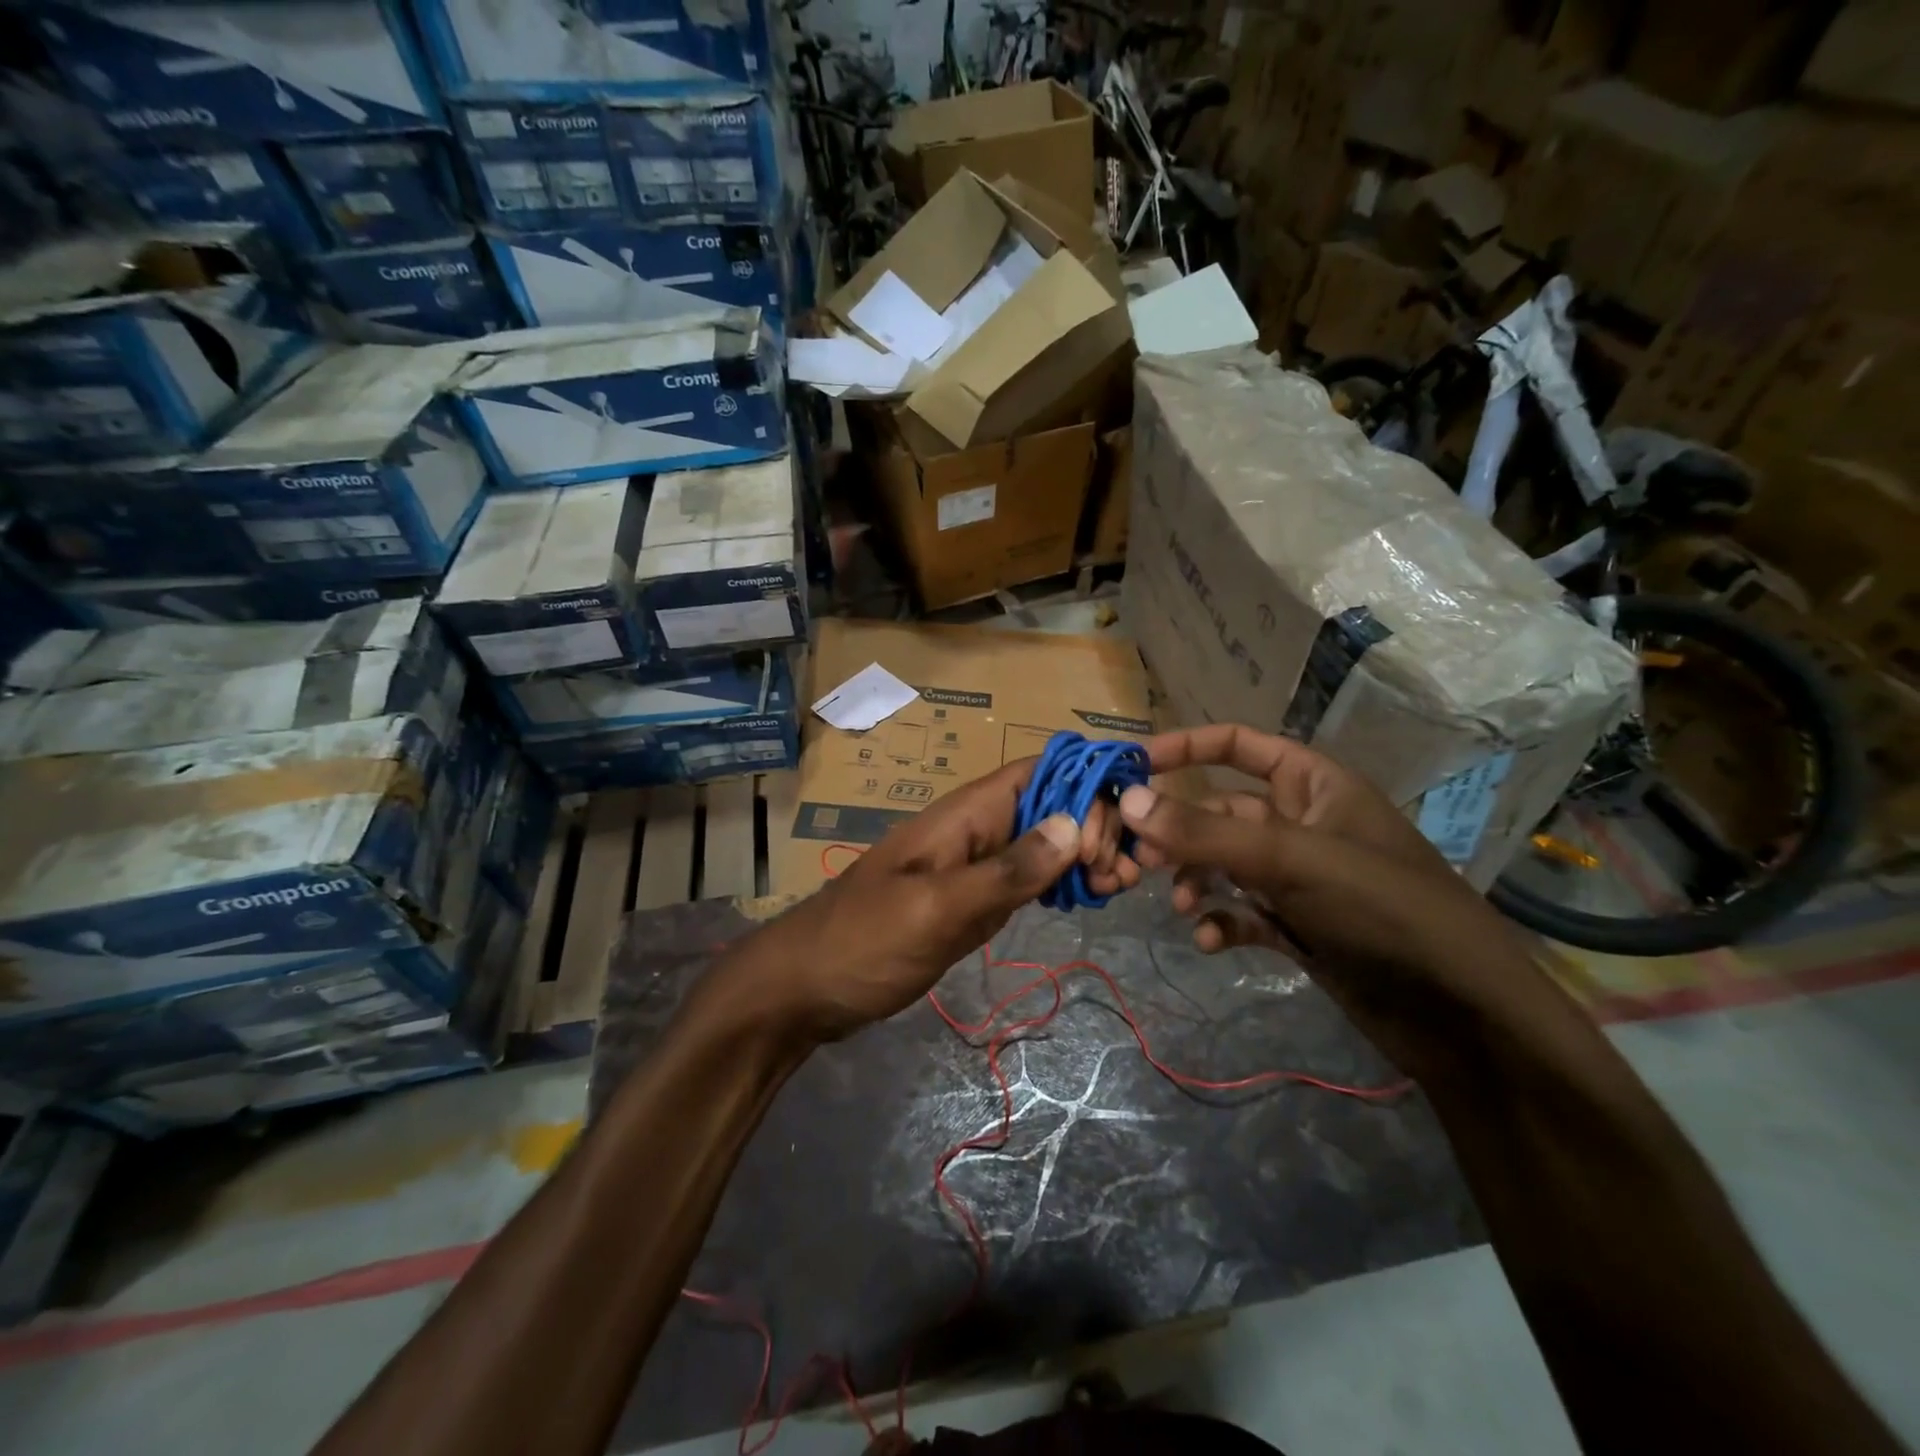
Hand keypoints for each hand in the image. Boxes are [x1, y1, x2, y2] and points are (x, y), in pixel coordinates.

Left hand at [728, 758, 1140, 1040]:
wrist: (803, 989)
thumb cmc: (862, 942)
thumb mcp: (935, 909)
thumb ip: (1004, 872)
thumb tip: (1073, 824)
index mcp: (962, 816)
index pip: (1035, 772)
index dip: (1084, 782)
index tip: (1124, 822)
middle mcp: (973, 831)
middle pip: (1047, 805)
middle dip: (1093, 823)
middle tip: (1123, 872)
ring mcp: (972, 868)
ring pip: (1042, 843)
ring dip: (1084, 854)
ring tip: (1120, 886)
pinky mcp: (970, 902)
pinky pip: (1026, 880)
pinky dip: (1060, 884)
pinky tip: (1088, 899)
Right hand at [1117, 724, 1543, 1074]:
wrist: (1463, 1018)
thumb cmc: (1383, 909)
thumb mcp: (1290, 860)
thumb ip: (1205, 832)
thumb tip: (1127, 800)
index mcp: (1315, 784)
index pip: (1239, 745)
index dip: (1185, 747)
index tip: (1130, 767)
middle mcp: (1303, 823)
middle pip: (1220, 811)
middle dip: (1179, 832)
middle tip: (1138, 857)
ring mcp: (1299, 878)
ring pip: (1224, 864)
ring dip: (1195, 880)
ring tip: (1181, 906)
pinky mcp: (1297, 926)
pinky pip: (1241, 911)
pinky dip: (1220, 922)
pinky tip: (1211, 943)